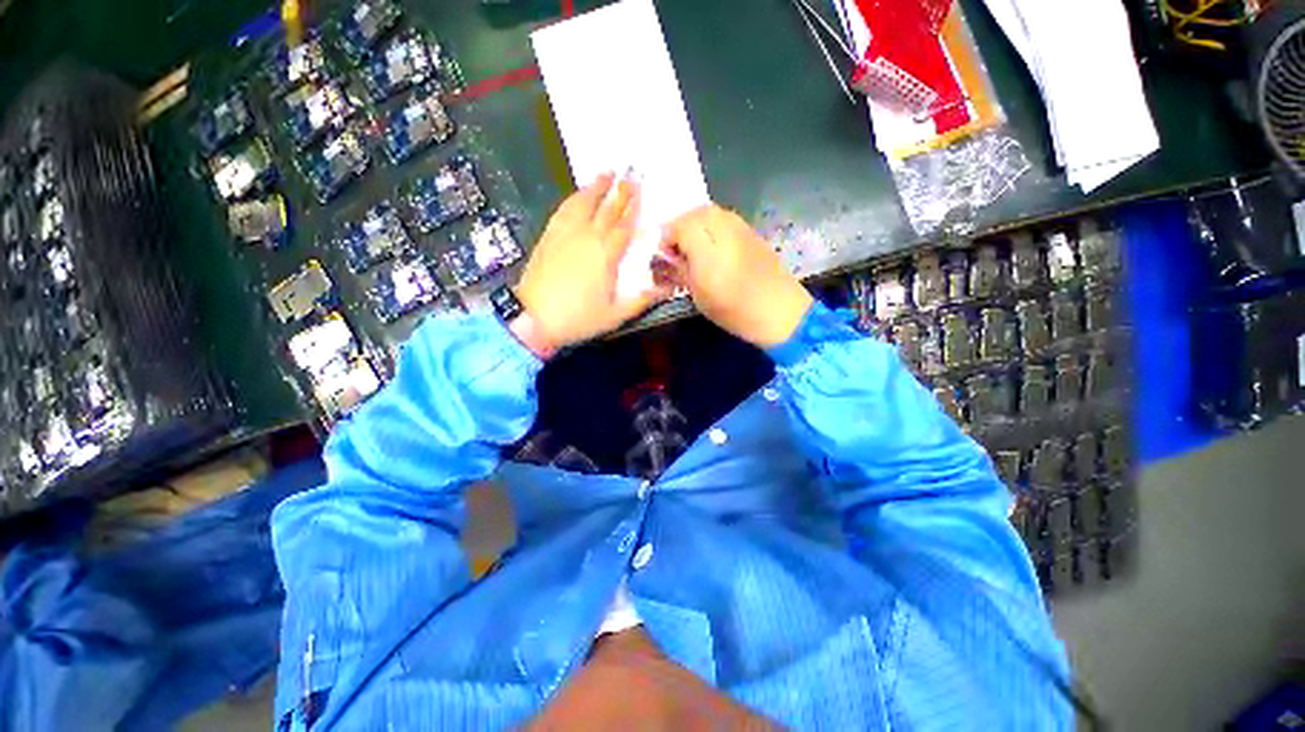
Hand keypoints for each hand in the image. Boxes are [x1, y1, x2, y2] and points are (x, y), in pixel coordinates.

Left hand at [515, 173, 672, 348]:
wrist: (533, 318)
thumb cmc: (578, 318)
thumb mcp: (615, 315)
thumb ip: (642, 301)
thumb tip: (667, 290)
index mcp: (606, 254)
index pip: (623, 225)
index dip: (633, 208)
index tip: (640, 190)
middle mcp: (587, 237)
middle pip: (606, 210)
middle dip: (619, 191)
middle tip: (629, 173)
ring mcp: (565, 235)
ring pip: (582, 204)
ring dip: (595, 188)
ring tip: (605, 173)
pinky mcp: (548, 238)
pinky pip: (563, 211)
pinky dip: (573, 199)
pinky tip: (577, 195)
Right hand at [661, 205, 811, 346]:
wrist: (779, 310)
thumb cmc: (734, 310)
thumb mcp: (699, 295)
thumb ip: (681, 270)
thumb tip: (669, 256)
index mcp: (708, 248)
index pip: (679, 226)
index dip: (667, 238)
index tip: (666, 256)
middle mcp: (725, 229)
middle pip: (695, 212)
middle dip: (681, 226)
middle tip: (678, 248)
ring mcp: (741, 227)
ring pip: (711, 212)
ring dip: (697, 224)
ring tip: (694, 247)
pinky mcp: (752, 231)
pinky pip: (726, 219)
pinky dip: (713, 226)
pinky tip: (714, 246)